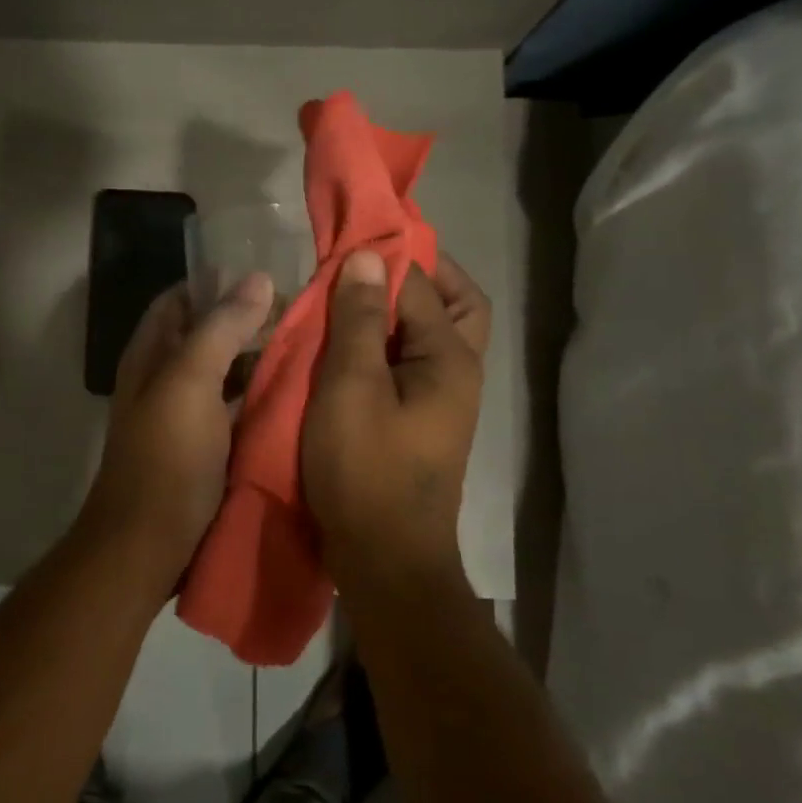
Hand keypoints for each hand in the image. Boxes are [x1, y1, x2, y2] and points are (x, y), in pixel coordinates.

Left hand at [81, 274, 274, 576]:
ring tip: (312, 345)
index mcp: (151, 355)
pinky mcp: (206, 448)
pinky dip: (262, 397)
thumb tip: (257, 279)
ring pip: (226, 372)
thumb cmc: (166, 459)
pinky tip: (298, 394)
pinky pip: (237, 409)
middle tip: (304, 313)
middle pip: (207, 334)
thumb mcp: (190, 383)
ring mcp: (186, 416)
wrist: (148, 546)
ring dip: (260, 358)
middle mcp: (165, 378)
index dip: (219, 282)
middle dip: (249, 320)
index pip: (181, 298)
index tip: (270, 277)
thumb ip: (220, 329)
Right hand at [302, 251, 490, 574]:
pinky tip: (347, 349)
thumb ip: (359, 321)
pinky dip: (385, 346)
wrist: (385, 561)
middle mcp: (458, 373)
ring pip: (431, 337)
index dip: (383, 256)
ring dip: (399, 312)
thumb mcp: (351, 389)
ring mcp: (442, 402)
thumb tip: (367, 256)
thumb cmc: (365, 470)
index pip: (422, 284)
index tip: (342, 241)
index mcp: (451, 359)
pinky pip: (409, 366)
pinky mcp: (420, 423)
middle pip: (454, 305)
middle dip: (418, 276)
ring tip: (350, 302)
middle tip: (368, 265)